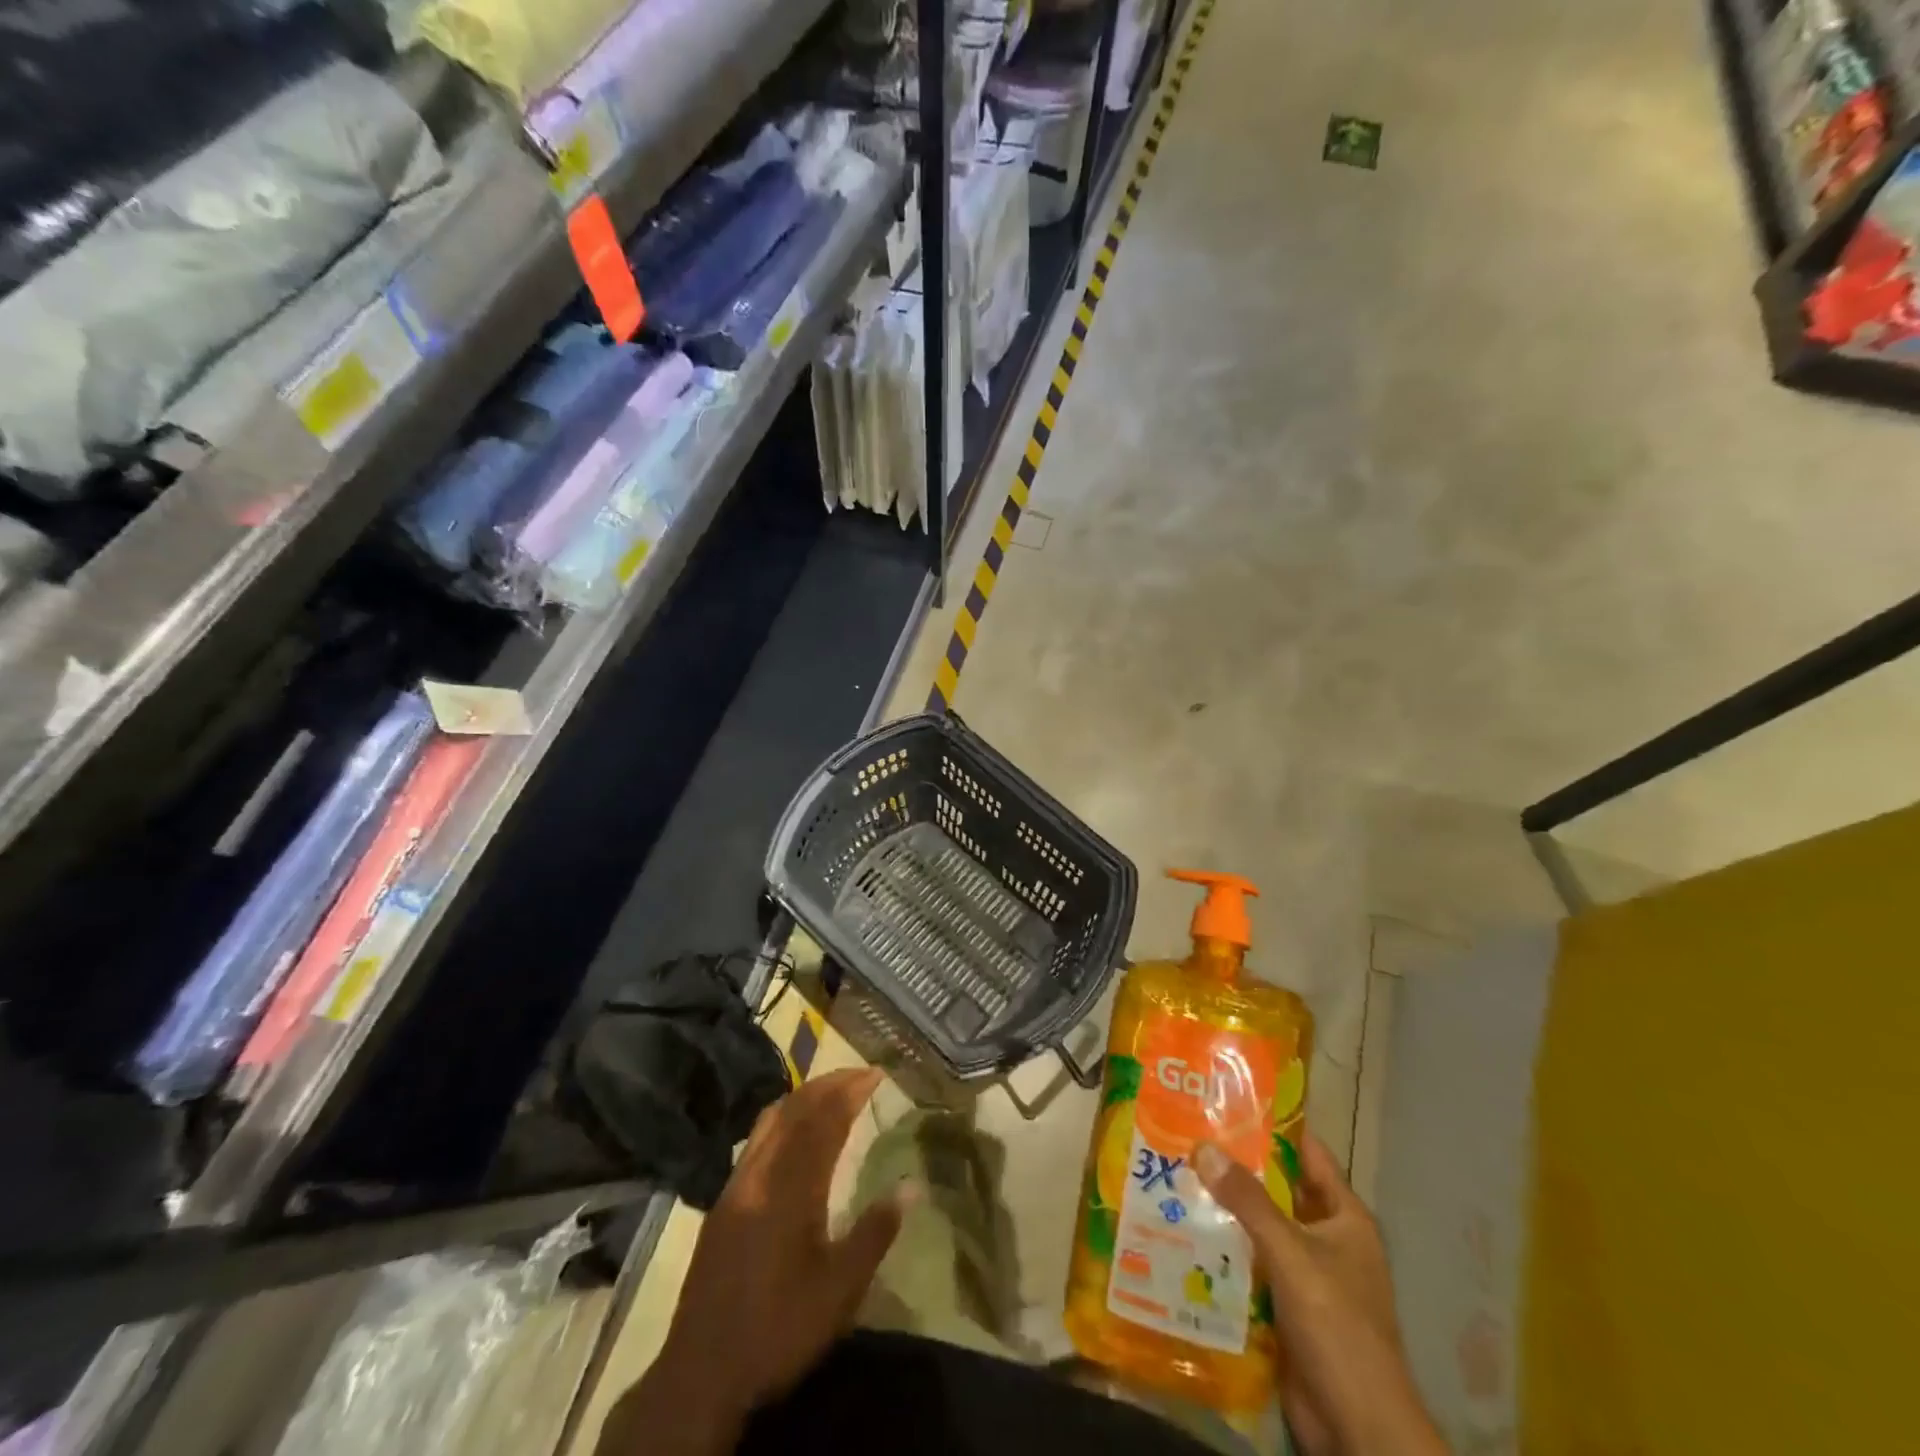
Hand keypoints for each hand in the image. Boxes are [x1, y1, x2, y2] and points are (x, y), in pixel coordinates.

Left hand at [602, 1068, 907, 1455]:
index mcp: (792, 1189)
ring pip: (771, 1119)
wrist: (701, 1373)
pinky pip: (757, 1138)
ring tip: (833, 1091)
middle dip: (830, 1084)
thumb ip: (875, 1232)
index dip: (851, 1091)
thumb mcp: (839, 1290)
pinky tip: (794, 1132)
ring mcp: (737, 1184)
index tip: (876, 1073)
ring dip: (804, 1096)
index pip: (825, 1121)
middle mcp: (762, 1174)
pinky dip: (783, 1118)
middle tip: (861, 1074)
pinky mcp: (723, 1201)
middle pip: (796, 1109)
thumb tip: (912, 1186)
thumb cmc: (779, 1330)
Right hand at [1195, 1133, 1447, 1455]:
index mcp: (1344, 1218)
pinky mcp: (1286, 1306)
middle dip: (1238, 1166)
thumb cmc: (1338, 1327)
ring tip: (1175, 1174)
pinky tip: (1184, 1230)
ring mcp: (1306, 1274)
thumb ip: (1248, 1202)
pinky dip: (1223, 1248)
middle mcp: (1327, 1238)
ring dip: (1225, 1209)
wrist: (1357, 1427)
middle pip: (1278, 1189)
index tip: (1229, 1100)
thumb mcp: (1292, 1254)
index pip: (1308, 1154)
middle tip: (1188, 1134)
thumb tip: (1202, 1146)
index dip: (1273, 1126)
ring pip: (1260, 1227)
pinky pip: (1251, 1264)